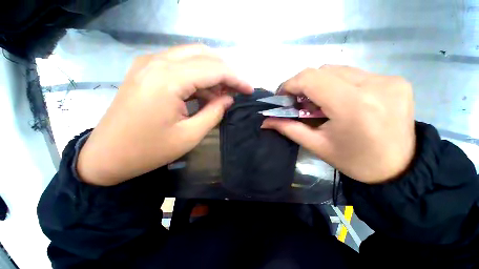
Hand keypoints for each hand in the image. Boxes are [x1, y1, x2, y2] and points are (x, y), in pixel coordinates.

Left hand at [78, 45, 252, 185]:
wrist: (107, 155)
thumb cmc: (149, 150)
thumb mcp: (190, 135)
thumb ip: (214, 112)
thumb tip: (229, 98)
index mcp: (168, 80)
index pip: (213, 69)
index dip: (236, 78)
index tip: (249, 89)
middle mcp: (157, 62)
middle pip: (204, 55)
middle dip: (226, 71)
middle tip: (238, 89)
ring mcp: (148, 63)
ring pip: (192, 56)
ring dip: (212, 72)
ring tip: (224, 93)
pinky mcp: (145, 70)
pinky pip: (179, 64)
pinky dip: (198, 75)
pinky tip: (205, 91)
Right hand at [261, 65, 414, 183]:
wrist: (398, 168)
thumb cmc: (354, 161)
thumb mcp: (316, 145)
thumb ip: (288, 128)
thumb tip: (265, 121)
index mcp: (353, 106)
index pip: (311, 78)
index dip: (290, 84)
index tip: (283, 96)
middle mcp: (375, 85)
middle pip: (323, 71)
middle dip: (304, 85)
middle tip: (300, 103)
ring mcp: (389, 80)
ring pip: (339, 70)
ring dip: (322, 84)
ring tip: (321, 103)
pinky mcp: (396, 80)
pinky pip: (356, 74)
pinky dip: (339, 84)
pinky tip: (342, 100)